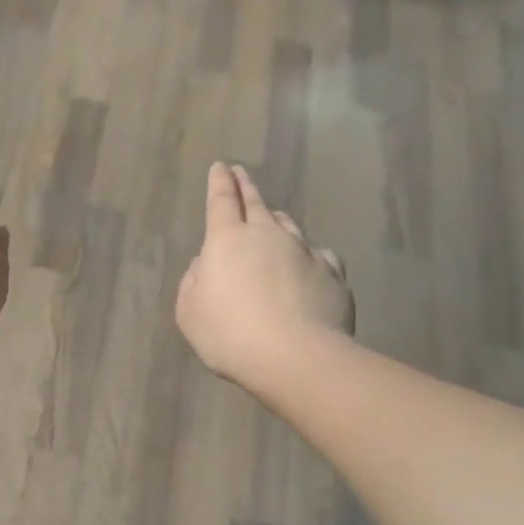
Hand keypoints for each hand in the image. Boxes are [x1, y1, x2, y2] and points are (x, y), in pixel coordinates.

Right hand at [176, 162, 354, 389]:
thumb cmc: (229, 334)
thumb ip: (194, 282)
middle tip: (240, 172)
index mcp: (227, 241)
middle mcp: (268, 236)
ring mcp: (305, 252)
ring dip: (277, 220)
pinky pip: (319, 255)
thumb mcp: (190, 312)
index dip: (219, 182)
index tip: (221, 166)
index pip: (222, 201)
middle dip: (245, 185)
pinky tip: (308, 265)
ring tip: (273, 219)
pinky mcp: (333, 274)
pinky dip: (309, 255)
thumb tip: (206, 264)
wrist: (296, 357)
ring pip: (289, 225)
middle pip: (256, 203)